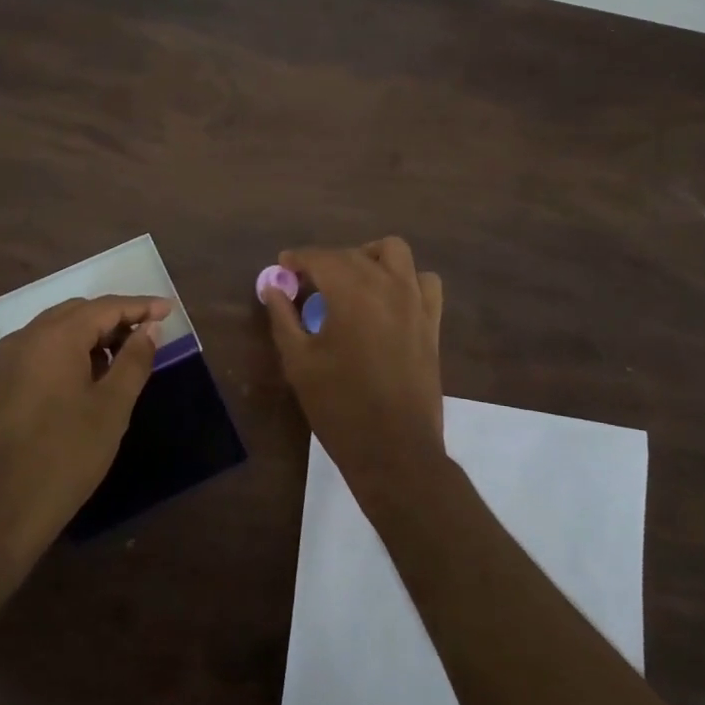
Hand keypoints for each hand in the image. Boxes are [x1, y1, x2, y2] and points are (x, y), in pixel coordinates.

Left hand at [0, 294, 168, 557]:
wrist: (3, 509)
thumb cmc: (67, 455)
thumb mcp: (112, 407)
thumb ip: (134, 360)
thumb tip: (150, 329)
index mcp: (55, 336)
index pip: (105, 307)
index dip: (140, 306)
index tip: (169, 311)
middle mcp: (27, 336)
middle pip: (79, 312)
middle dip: (116, 317)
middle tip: (150, 333)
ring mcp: (9, 359)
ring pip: (58, 329)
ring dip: (93, 334)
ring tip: (126, 353)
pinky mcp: (2, 382)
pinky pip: (43, 349)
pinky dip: (71, 350)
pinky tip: (91, 373)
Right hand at [262, 238, 446, 507]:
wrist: (394, 450)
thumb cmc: (339, 406)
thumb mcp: (299, 362)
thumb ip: (283, 317)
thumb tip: (272, 286)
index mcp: (352, 293)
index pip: (321, 257)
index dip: (298, 258)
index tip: (282, 267)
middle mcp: (387, 286)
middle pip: (353, 254)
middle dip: (326, 261)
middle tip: (305, 285)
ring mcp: (415, 302)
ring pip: (395, 254)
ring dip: (369, 258)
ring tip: (350, 282)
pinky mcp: (432, 323)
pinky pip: (424, 282)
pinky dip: (405, 280)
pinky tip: (387, 300)